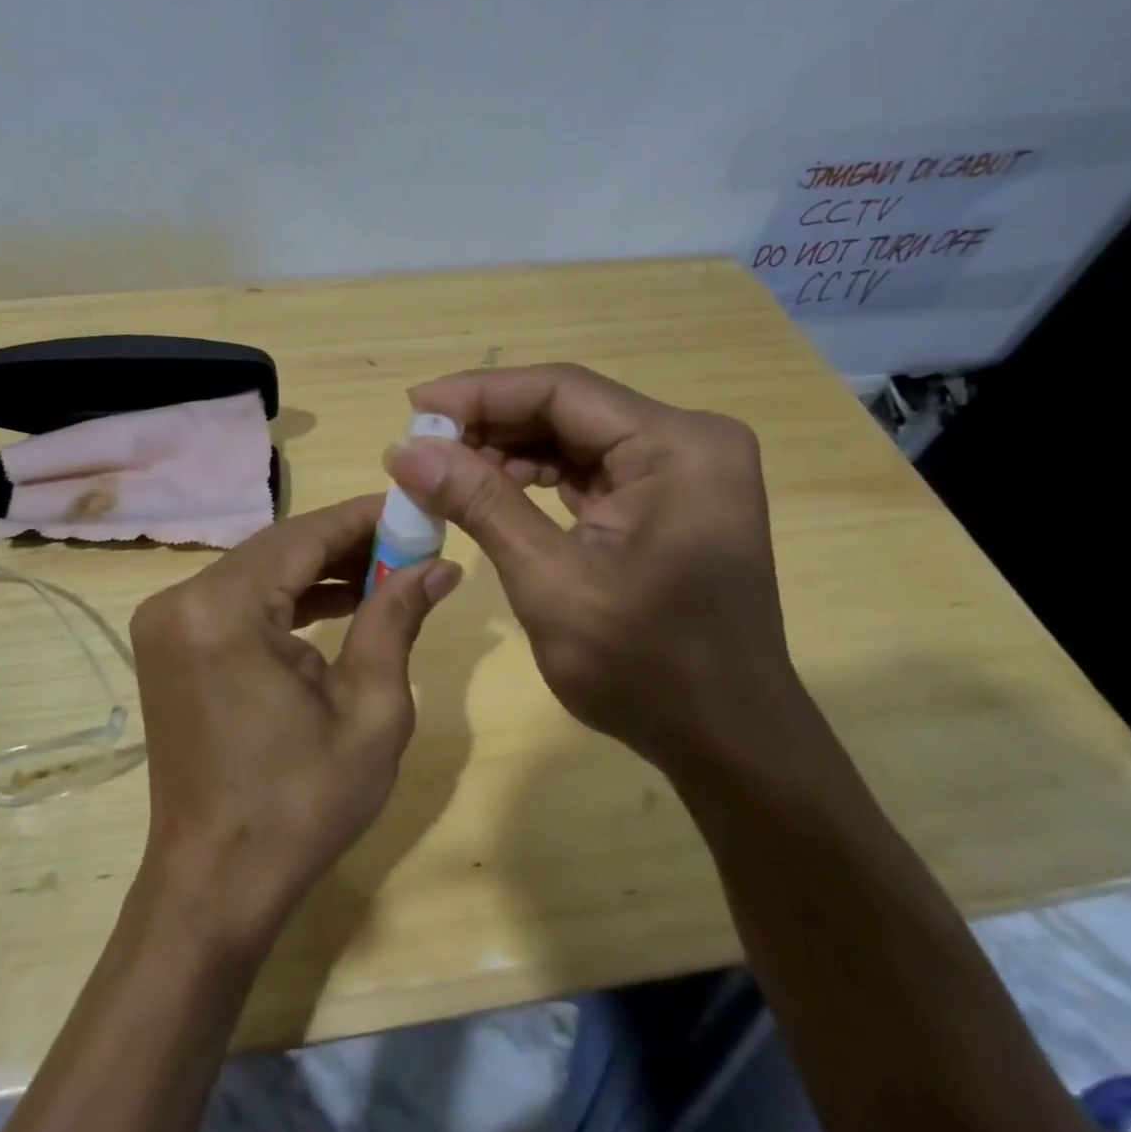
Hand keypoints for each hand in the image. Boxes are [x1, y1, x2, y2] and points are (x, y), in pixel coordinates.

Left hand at [128, 495, 460, 952]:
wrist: (215, 883)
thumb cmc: (301, 806)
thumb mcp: (371, 711)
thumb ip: (396, 620)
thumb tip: (438, 565)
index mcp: (223, 612)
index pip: (303, 535)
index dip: (363, 518)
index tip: (415, 508)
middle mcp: (182, 601)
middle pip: (278, 547)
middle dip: (345, 542)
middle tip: (409, 544)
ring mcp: (167, 622)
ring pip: (258, 569)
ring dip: (318, 569)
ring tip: (384, 573)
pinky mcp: (169, 644)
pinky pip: (237, 599)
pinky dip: (285, 597)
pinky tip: (335, 602)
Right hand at [386, 363, 810, 770]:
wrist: (725, 741)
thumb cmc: (645, 669)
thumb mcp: (550, 582)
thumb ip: (480, 504)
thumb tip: (405, 451)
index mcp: (677, 447)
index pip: (562, 390)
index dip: (480, 393)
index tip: (413, 407)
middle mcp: (688, 442)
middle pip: (568, 409)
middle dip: (490, 425)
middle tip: (419, 446)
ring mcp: (682, 471)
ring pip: (574, 437)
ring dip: (508, 451)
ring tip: (444, 471)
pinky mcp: (668, 500)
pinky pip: (590, 469)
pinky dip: (536, 477)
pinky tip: (491, 490)